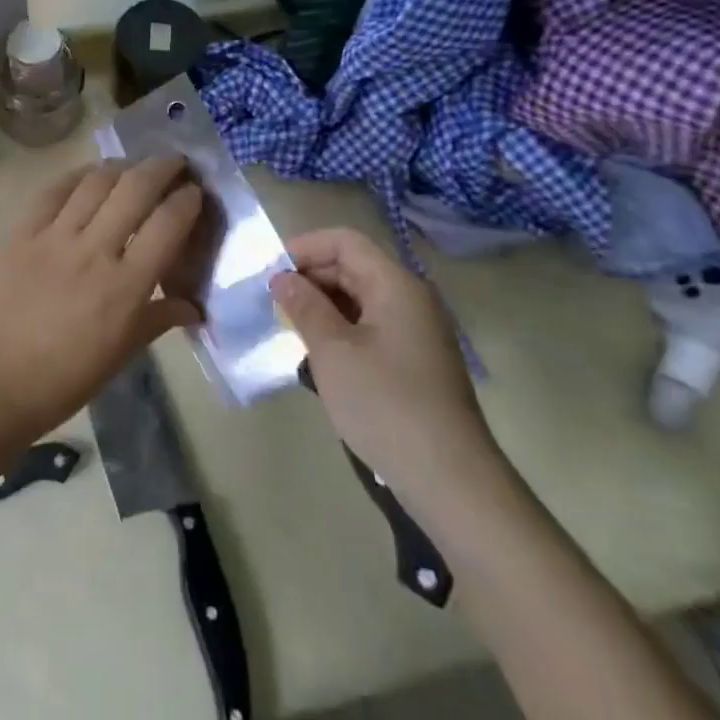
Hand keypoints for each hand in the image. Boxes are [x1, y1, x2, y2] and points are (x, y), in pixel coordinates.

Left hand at [0, 158, 203, 443]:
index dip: (187, 200)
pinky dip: (77, 176)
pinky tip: (88, 177)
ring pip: (96, 181)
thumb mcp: (120, 355)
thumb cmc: (64, 379)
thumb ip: (158, 320)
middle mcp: (94, 251)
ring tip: (132, 168)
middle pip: (136, 188)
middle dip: (162, 167)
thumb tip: (194, 307)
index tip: (194, 193)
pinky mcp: (21, 233)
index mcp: (126, 287)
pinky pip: (53, 190)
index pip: (168, 224)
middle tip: (174, 164)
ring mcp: (54, 237)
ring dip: (122, 166)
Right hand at [272, 228, 494, 506]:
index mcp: (395, 284)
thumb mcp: (332, 351)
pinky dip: (341, 330)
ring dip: (323, 307)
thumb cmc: (384, 403)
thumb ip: (304, 306)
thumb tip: (282, 278)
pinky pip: (371, 326)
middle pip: (353, 267)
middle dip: (310, 279)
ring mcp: (416, 330)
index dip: (304, 248)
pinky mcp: (415, 360)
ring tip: (292, 332)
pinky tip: (320, 358)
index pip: (345, 242)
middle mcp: (410, 298)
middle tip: (274, 306)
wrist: (448, 478)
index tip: (271, 274)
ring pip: (360, 299)